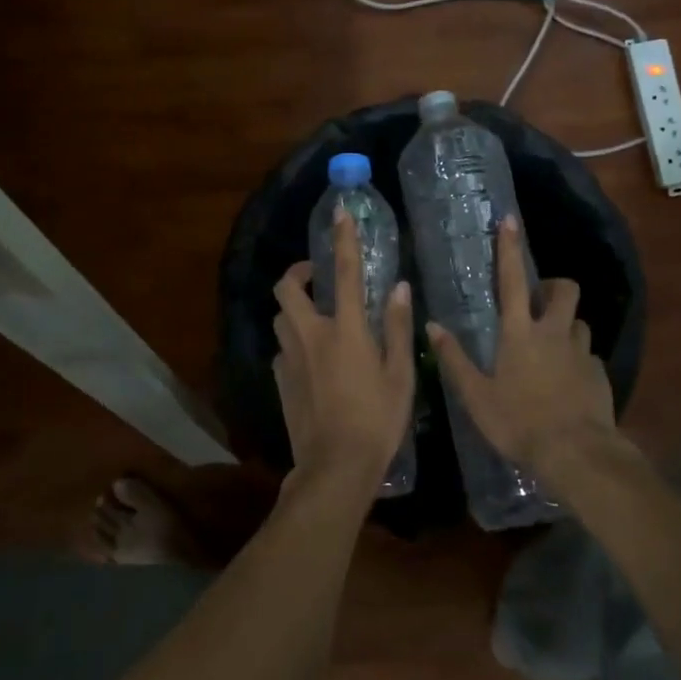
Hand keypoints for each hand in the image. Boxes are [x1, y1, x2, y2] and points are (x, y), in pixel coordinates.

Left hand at [272, 208, 414, 484]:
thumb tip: (399, 288)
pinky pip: (283, 349)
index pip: (345, 272)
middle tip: (318, 276)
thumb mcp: (400, 375)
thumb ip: (398, 328)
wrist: (335, 466)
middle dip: (298, 272)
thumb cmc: (377, 420)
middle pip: (287, 288)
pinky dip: (294, 343)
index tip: (340, 212)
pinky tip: (312, 361)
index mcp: (345, 329)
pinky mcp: (280, 381)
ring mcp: (290, 358)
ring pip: (281, 318)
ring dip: (294, 309)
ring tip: (317, 318)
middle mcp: (311, 335)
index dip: (343, 238)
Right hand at [427, 217, 615, 473]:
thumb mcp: (476, 396)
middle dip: (554, 286)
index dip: (509, 249)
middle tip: (539, 302)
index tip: (510, 221)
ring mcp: (581, 352)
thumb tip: (432, 326)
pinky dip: (578, 358)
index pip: (512, 281)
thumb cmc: (519, 423)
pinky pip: (588, 354)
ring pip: (579, 322)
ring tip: (552, 346)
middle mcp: (554, 333)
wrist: (576, 454)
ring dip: (566, 325)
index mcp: (519, 333)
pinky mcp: (599, 374)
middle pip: (565, 290)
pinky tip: (568, 381)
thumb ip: (454, 359)